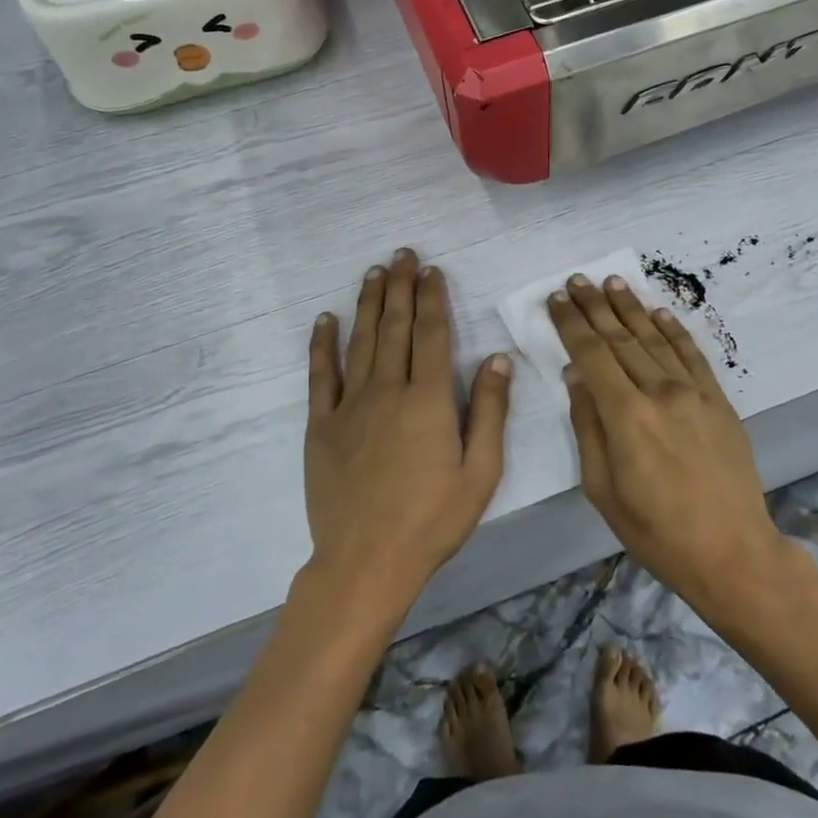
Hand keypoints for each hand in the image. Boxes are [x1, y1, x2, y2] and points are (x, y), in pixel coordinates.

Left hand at [304, 249, 513, 615]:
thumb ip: (489, 411)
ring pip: (361, 341)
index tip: (432, 271)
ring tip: (374, 272)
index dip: (432, 298)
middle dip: (400, 287)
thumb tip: (496, 357)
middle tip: (403, 255)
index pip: (431, 334)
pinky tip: (325, 319)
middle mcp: (388, 390)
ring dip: (368, 303)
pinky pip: (321, 375)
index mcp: (428, 400)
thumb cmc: (432, 521)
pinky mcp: (322, 425)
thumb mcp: (480, 473)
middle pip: (395, 327)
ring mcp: (350, 406)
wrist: (366, 562)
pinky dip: (322, 344)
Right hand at [550, 275, 785, 614]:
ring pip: (655, 339)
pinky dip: (673, 330)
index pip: (592, 354)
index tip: (556, 299)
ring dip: (631, 308)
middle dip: (595, 306)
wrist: (732, 552)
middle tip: (577, 279)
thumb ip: (587, 426)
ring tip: (612, 282)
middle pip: (620, 338)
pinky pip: (692, 354)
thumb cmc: (655, 530)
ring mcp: (694, 393)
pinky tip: (658, 312)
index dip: (571, 324)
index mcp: (626, 416)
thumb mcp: (602, 489)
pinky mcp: (718, 401)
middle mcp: (660, 392)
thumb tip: (576, 376)